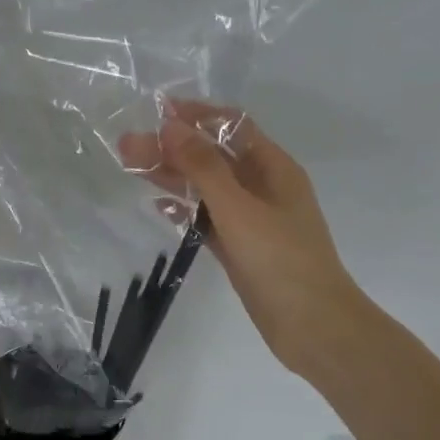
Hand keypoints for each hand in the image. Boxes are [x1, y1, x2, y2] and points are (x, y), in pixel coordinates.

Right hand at [121, 100, 362, 381]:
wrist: (312, 326)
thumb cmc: (280, 260)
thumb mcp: (239, 208)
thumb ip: (204, 166)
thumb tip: (171, 125)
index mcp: (273, 167)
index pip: (232, 126)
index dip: (196, 115)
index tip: (156, 112)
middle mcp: (262, 186)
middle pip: (212, 156)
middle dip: (173, 147)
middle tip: (127, 146)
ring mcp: (251, 218)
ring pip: (206, 187)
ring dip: (172, 176)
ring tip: (131, 168)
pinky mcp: (239, 246)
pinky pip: (207, 218)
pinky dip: (184, 209)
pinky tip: (158, 205)